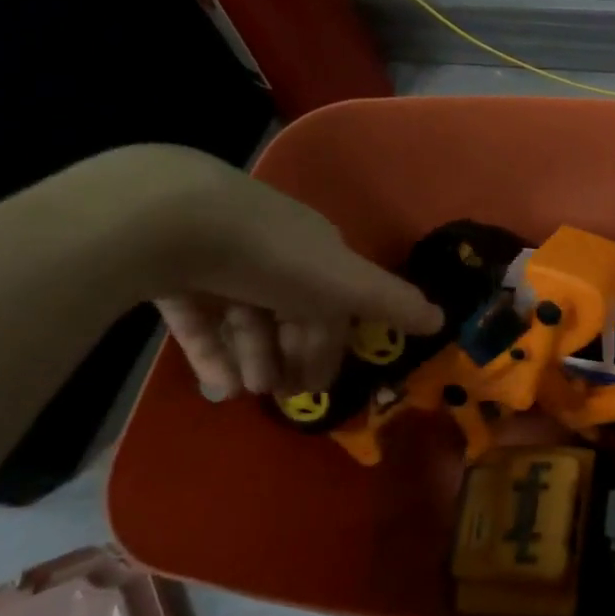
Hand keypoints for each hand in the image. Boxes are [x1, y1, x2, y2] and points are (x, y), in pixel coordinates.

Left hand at [78, 146, 442, 399]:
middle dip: (290, 356)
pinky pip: (199, 319)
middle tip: (283, 397)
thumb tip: (443, 319)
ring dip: (252, 359)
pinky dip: (210, 353)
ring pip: (244, 319)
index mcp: (318, 252)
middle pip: (289, 314)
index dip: (330, 346)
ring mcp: (220, 262)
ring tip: (246, 393)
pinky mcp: (171, 273)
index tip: (320, 387)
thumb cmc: (273, 254)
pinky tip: (216, 385)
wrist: (172, 219)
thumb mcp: (345, 282)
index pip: (333, 304)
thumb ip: (392, 302)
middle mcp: (274, 254)